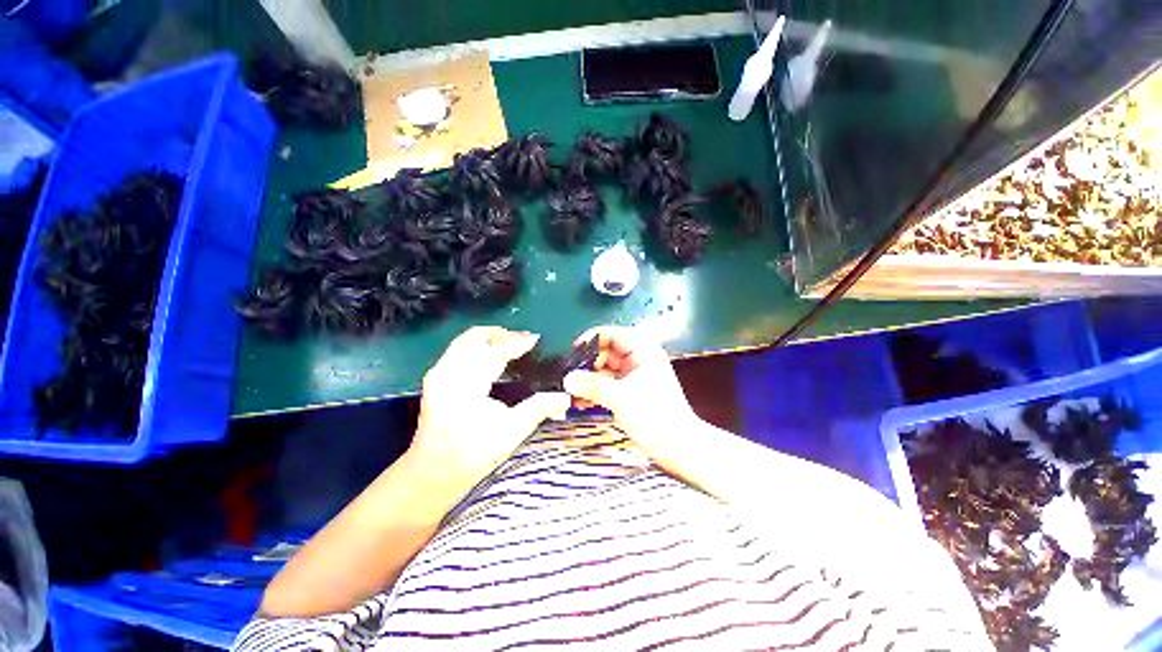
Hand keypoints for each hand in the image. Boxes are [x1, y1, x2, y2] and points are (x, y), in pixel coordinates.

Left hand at [410, 327, 569, 492]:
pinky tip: (493, 356)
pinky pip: (459, 349)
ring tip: (512, 345)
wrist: (432, 474)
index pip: (494, 352)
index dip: (517, 343)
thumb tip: (565, 397)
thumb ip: (539, 409)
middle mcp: (448, 373)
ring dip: (491, 338)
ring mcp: (438, 373)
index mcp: (466, 386)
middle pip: (476, 337)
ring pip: (466, 340)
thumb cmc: (472, 455)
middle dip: (503, 335)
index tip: (536, 340)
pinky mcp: (436, 377)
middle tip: (525, 341)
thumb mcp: (511, 432)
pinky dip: (479, 346)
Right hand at [563, 326, 700, 464]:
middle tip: (569, 377)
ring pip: (605, 370)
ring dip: (588, 380)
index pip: (612, 334)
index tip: (573, 352)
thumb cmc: (656, 416)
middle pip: (605, 352)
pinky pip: (607, 385)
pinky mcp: (629, 392)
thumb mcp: (621, 398)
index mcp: (642, 350)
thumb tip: (568, 379)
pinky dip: (595, 391)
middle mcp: (637, 359)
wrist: (677, 448)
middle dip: (587, 364)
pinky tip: (581, 401)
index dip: (591, 340)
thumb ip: (592, 386)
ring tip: (571, 392)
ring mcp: (633, 376)